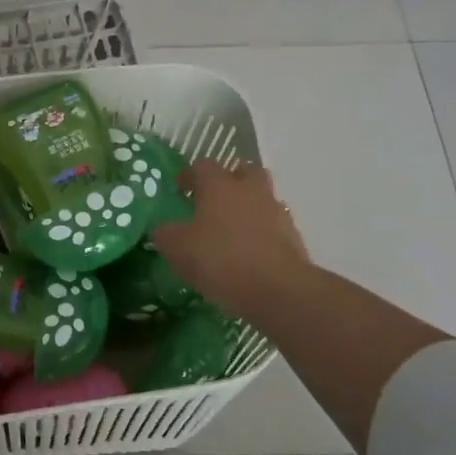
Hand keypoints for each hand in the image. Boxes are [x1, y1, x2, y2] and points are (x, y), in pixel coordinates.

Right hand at [151, 161, 310, 323]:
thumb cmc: (220, 259)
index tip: (180, 190)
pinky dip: (260, 232)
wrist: (277, 288)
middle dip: (227, 182)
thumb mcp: (177, 249)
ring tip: (231, 231)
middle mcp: (250, 189)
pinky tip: (248, 252)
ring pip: (260, 197)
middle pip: (241, 171)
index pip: (202, 166)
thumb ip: (165, 233)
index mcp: (219, 185)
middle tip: (212, 202)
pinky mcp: (292, 235)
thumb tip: (162, 228)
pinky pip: (272, 224)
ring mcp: (275, 210)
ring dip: (247, 207)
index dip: (189, 175)